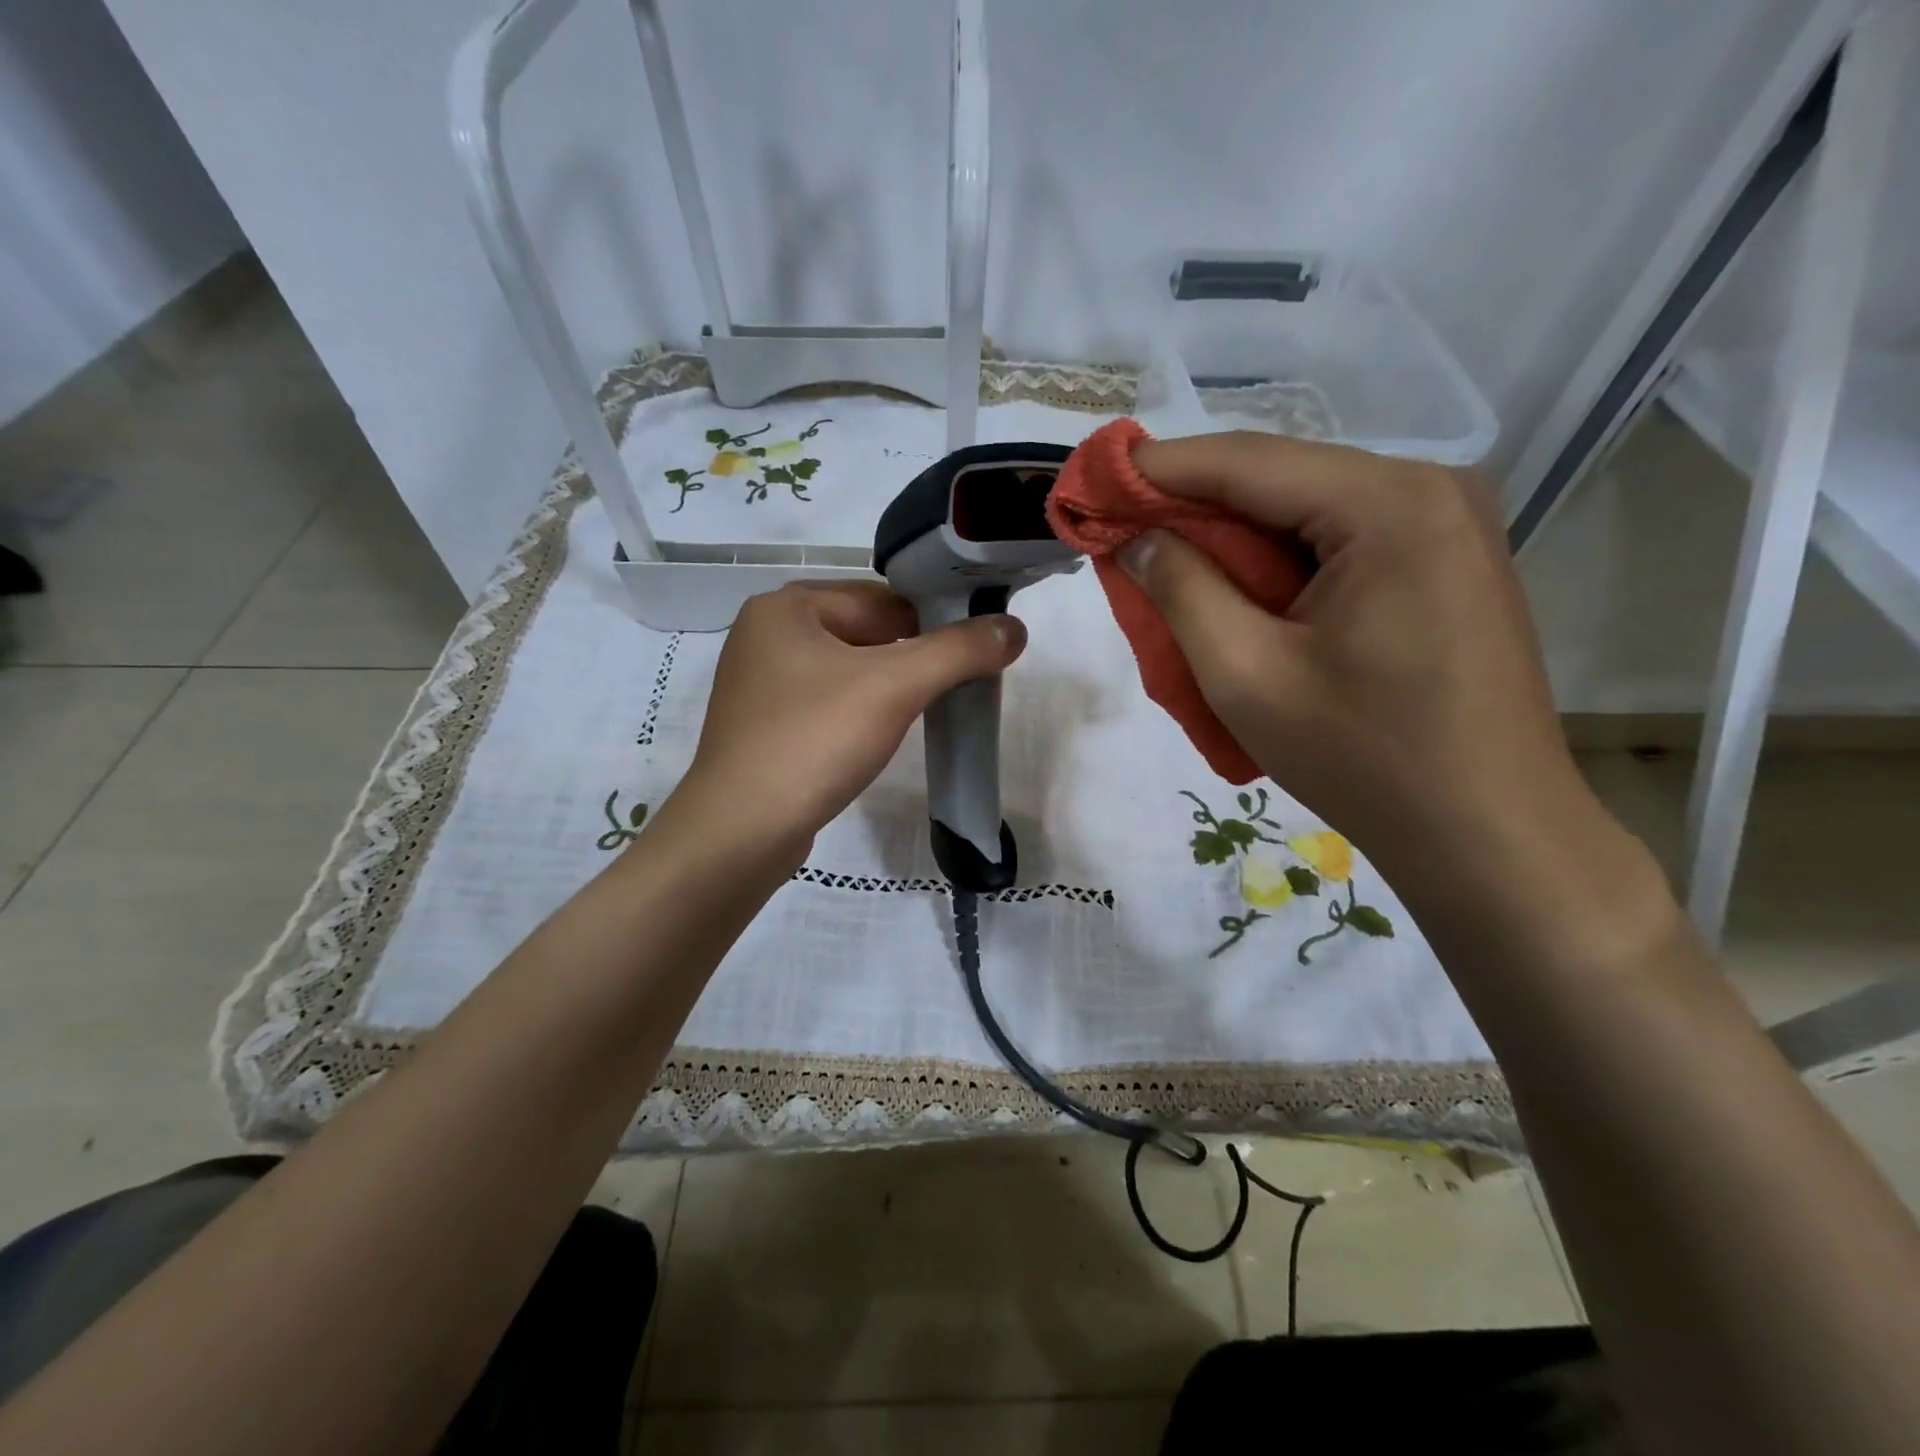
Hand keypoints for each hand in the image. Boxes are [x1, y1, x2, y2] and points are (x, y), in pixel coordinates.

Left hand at [679, 581, 1025, 849]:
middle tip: (959, 683)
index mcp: (786, 607)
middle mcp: (766, 634)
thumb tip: (1015, 628)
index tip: (976, 648)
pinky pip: (827, 703)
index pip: (882, 598)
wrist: (740, 832)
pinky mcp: (764, 726)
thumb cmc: (814, 741)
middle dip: (912, 657)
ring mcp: (760, 684)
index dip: (935, 620)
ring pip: (847, 671)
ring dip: (888, 686)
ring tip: (926, 710)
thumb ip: (958, 651)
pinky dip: (860, 712)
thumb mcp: (894, 687)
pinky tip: (880, 735)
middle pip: (864, 633)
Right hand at [1121, 431, 1588, 874]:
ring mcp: (1447, 525)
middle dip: (1194, 505)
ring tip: (1166, 563)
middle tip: (1120, 530)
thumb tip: (1140, 539)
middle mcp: (1430, 490)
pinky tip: (1238, 589)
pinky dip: (1278, 560)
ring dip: (1233, 537)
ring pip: (1307, 510)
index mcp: (1388, 505)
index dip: (1158, 469)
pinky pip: (1340, 540)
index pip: (1247, 461)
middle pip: (1281, 479)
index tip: (1091, 480)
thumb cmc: (1363, 757)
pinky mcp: (1445, 563)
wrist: (1487, 832)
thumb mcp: (1247, 675)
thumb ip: (1183, 591)